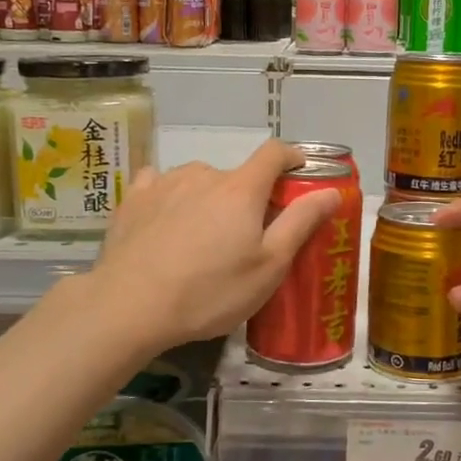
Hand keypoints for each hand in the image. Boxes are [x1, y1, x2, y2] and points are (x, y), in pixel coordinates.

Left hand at [86, 140, 340, 350]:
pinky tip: (164, 222)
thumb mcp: (268, 266)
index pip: (274, 153)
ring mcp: (164, 182)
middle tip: (243, 238)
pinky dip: (170, 197)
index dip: (291, 157)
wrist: (129, 307)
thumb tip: (331, 191)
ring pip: (198, 181)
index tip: (299, 170)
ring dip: (208, 199)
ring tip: (200, 238)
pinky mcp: (133, 198)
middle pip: (236, 176)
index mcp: (241, 189)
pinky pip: (160, 184)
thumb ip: (301, 223)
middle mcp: (203, 174)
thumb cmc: (209, 291)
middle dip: (246, 198)